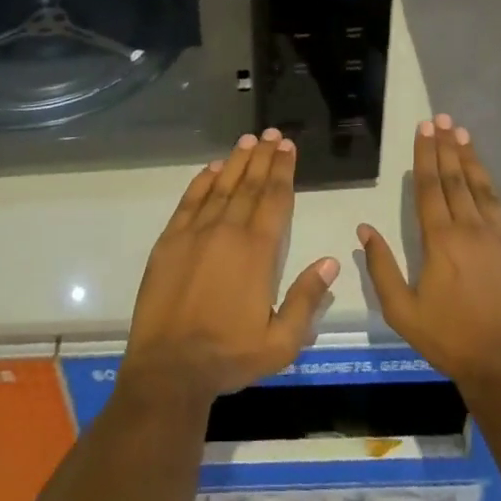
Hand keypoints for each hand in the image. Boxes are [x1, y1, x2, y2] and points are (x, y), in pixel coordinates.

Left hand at [120, 129, 339, 405]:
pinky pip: (190, 200)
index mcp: (258, 252)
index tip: (288, 147)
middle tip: (273, 133)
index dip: (283, 170)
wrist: (169, 368)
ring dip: (237, 161)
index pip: (275, 199)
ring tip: (249, 140)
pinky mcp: (170, 240)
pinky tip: (212, 168)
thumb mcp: (280, 343)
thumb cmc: (229, 355)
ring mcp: (196, 232)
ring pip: (222, 186)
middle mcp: (228, 231)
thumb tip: (331, 262)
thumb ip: (307, 300)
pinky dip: (203, 181)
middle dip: (264, 157)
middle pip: (250, 185)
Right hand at [359, 115, 500, 400]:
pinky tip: (489, 182)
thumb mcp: (403, 311)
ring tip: (464, 135)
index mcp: (441, 240)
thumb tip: (364, 230)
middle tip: (443, 119)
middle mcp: (473, 229)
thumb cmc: (451, 340)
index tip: (424, 128)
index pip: (431, 186)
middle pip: (457, 178)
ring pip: (484, 189)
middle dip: (447, 146)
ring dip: (471, 160)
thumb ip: (382, 268)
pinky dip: (494, 191)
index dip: (426, 154)